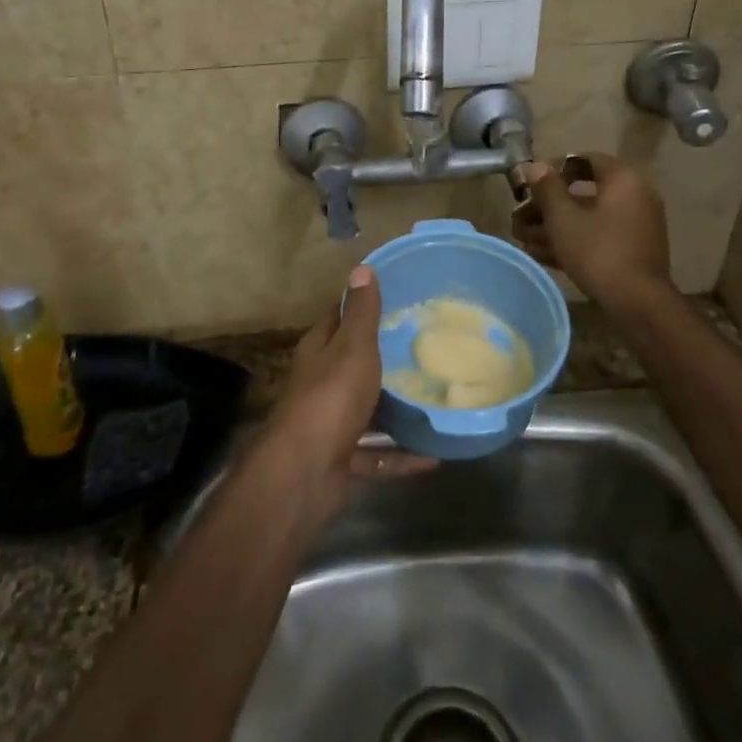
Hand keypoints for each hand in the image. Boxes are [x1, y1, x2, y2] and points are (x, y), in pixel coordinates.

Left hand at [260, 266, 435, 501]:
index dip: (362, 306)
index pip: (339, 318)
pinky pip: (379, 454)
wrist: (305, 474)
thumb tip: (362, 267)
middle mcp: (321, 384)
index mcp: (319, 352)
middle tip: (429, 346)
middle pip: (354, 364)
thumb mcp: (352, 348)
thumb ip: (361, 313)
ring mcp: (331, 424)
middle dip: (385, 357)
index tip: (399, 299)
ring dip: (396, 409)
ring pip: (368, 411)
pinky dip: (403, 455)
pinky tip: (435, 453)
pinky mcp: (343, 460)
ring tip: (436, 397)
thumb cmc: (331, 399)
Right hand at [513, 153, 672, 306]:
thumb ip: (546, 188)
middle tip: (519, 216)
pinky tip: (540, 254)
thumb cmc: (597, 250)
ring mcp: (635, 226)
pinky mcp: (631, 251)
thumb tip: (533, 165)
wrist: (636, 302)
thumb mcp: (563, 217)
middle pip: (583, 193)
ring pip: (587, 218)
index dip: (552, 169)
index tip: (527, 184)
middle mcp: (635, 196)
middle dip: (547, 205)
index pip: (584, 160)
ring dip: (554, 226)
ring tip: (522, 238)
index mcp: (623, 180)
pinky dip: (572, 241)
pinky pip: (597, 237)